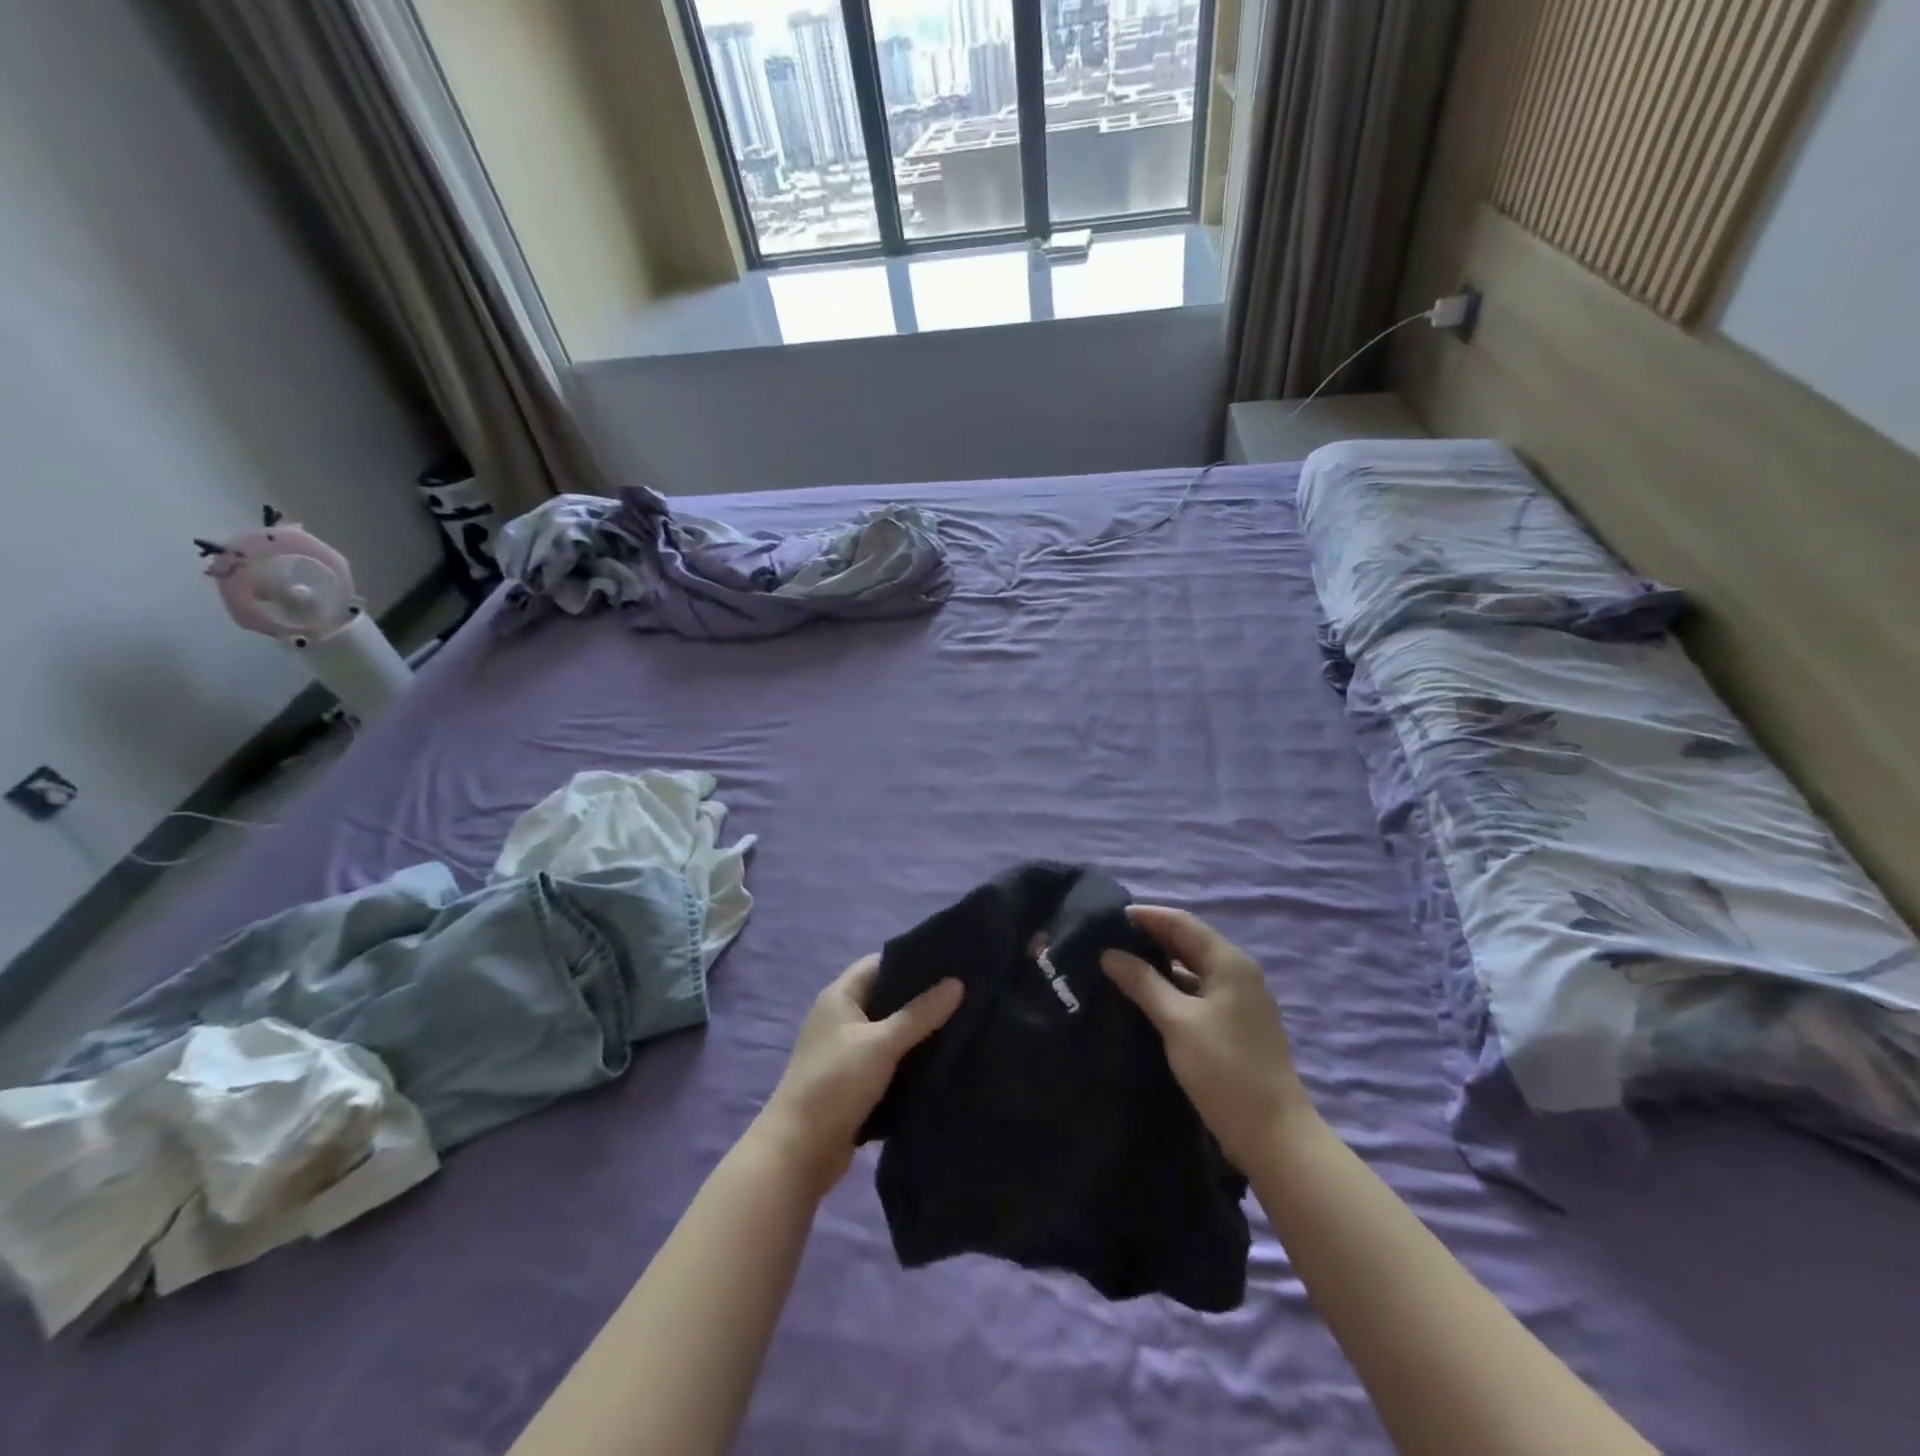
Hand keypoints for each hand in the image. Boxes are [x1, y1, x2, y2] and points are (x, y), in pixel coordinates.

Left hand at [756, 955, 963, 1195]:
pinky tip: (942, 1060)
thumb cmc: (836, 1083)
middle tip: (965, 994)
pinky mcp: (854, 1081)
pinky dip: (910, 1059)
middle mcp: (841, 1018)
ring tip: (962, 1023)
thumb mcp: (881, 1043)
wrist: (798, 1151)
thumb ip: (920, 1014)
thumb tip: (957, 983)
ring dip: (918, 1031)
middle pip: (887, 997)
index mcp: (840, 996)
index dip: (913, 961)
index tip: (951, 962)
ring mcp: (846, 1051)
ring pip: (890, 1031)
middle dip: (922, 998)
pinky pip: (889, 1060)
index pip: (880, 964)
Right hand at [1102, 906, 1312, 1169]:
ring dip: (1158, 965)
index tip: (1107, 917)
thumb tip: (1109, 953)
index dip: (1145, 916)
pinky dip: (1170, 989)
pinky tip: (1143, 997)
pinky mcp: (1234, 1026)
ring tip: (1117, 966)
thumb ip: (1142, 982)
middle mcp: (1237, 973)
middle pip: (1188, 943)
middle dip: (1149, 939)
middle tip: (1106, 940)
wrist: (1273, 1135)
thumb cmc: (1224, 1070)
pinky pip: (1196, 993)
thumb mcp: (1177, 1021)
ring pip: (1191, 969)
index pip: (1181, 922)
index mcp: (1229, 962)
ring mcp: (1238, 1001)